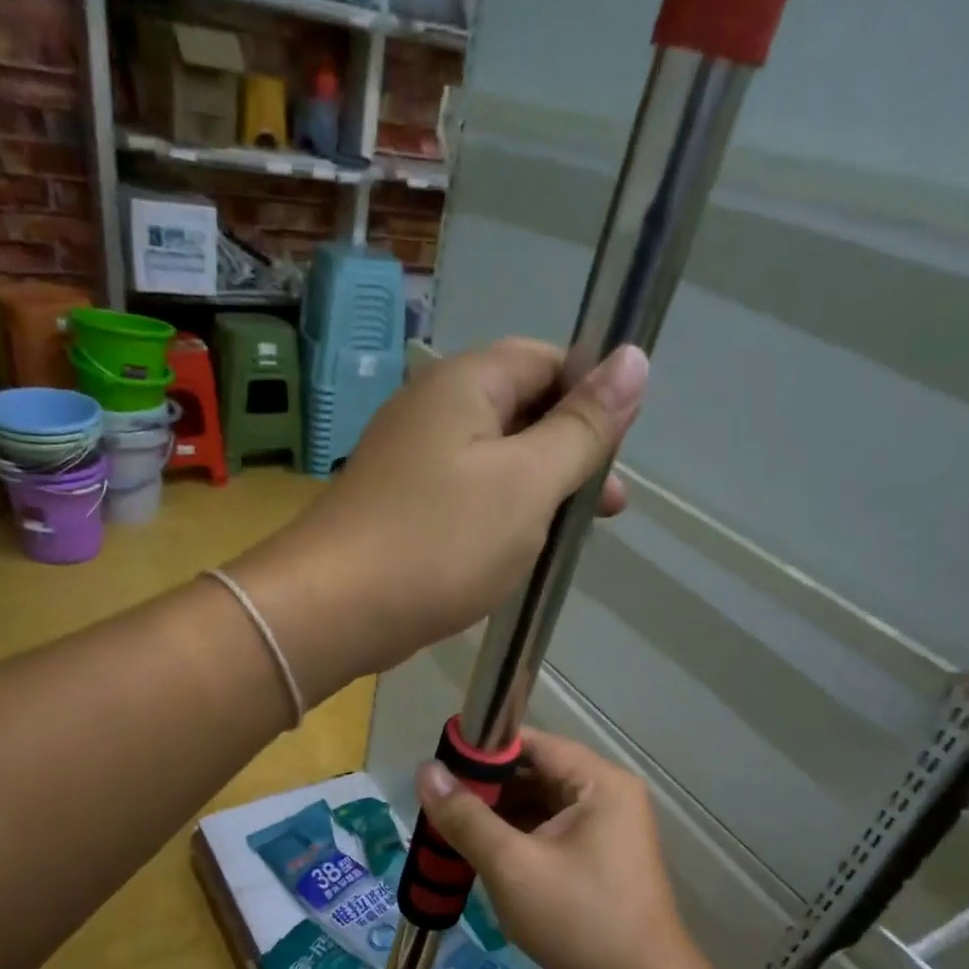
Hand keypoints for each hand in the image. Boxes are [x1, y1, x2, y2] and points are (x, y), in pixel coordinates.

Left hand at [229, 339, 646, 699]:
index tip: (617, 451)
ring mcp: (409, 462)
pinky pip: (463, 499)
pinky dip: (497, 519)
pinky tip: (513, 555)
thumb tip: (634, 358)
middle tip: (605, 509)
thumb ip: (582, 426)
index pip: (547, 360)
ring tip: (565, 541)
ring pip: (493, 462)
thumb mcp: (529, 482)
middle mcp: (432, 410)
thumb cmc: (440, 541)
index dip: (592, 395)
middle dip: (569, 454)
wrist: (334, 610)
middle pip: (521, 411)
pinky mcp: (398, 508)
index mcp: (466, 383)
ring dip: (536, 493)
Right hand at [414, 730, 710, 968]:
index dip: (482, 751)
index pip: (531, 744)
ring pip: (538, 809)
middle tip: (436, 807)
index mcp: (598, 782)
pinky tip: (480, 858)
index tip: (437, 768)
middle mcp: (606, 797)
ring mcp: (605, 832)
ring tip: (448, 833)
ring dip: (496, 820)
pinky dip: (515, 843)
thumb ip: (465, 816)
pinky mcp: (598, 862)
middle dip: (484, 791)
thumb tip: (425, 771)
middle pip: (534, 775)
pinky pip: (548, 836)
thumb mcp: (511, 864)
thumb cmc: (578, 917)